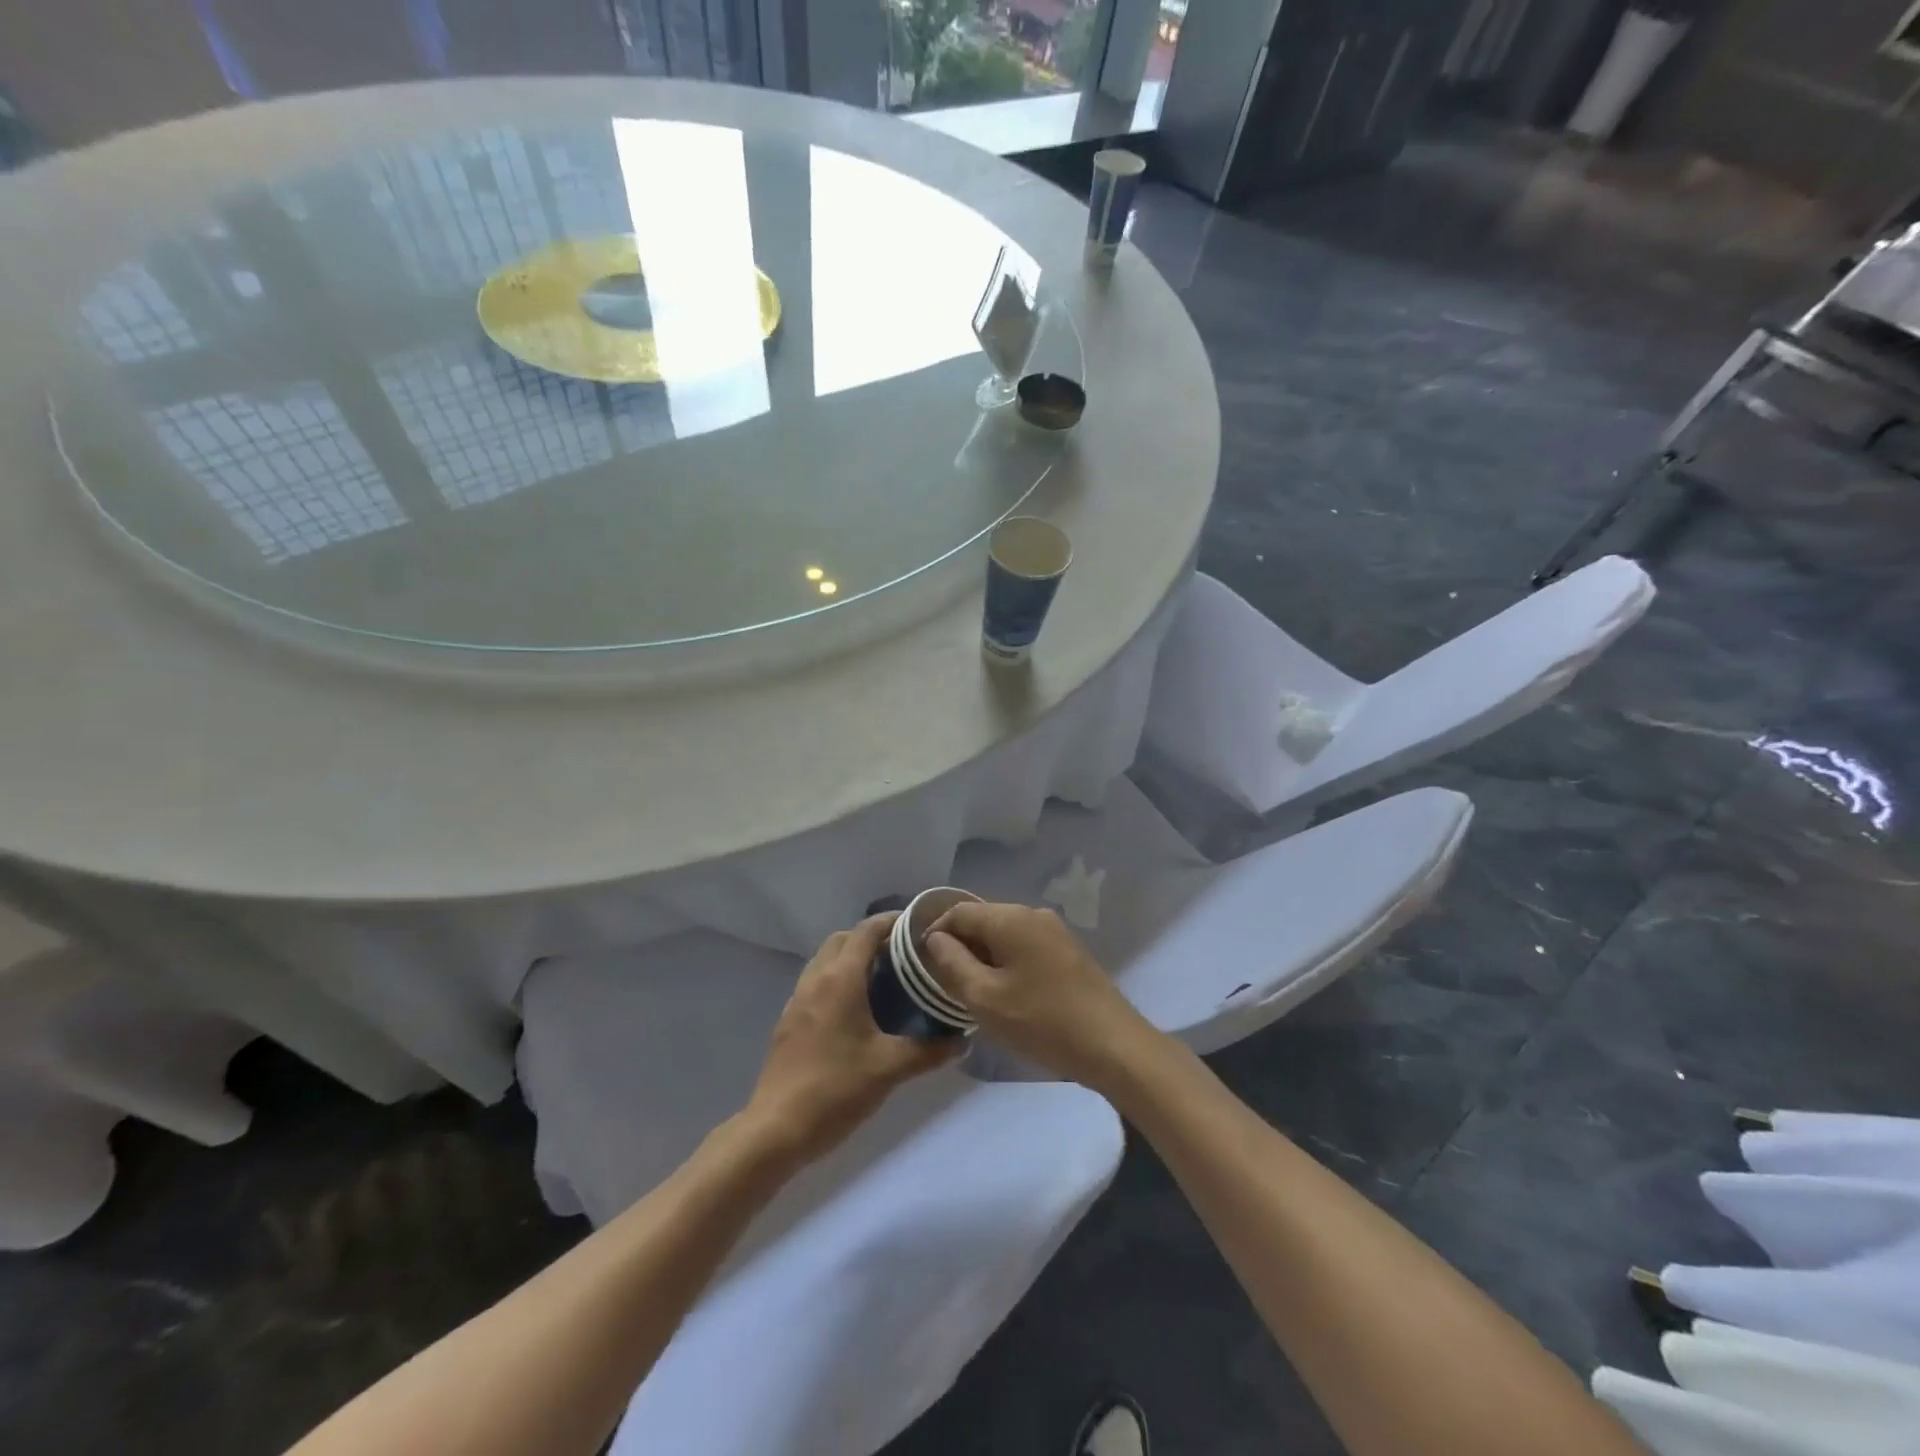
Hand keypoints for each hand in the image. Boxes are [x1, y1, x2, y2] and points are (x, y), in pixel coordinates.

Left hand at [742, 914, 959, 1168]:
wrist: (776, 1130)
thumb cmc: (835, 1089)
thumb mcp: (889, 1069)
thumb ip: (929, 1051)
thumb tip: (961, 1040)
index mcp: (840, 980)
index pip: (866, 931)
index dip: (892, 922)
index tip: (918, 927)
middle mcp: (816, 980)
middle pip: (843, 939)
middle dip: (870, 937)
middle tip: (902, 954)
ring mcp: (797, 1001)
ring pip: (825, 961)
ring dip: (851, 958)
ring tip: (883, 979)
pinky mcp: (788, 1022)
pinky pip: (815, 984)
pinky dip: (836, 980)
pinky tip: (856, 1011)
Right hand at [923, 902, 1161, 1092]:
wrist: (1113, 1045)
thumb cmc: (1043, 1021)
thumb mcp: (985, 998)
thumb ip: (953, 964)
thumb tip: (936, 939)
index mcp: (1010, 918)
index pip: (959, 912)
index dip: (936, 933)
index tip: (922, 964)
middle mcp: (1033, 914)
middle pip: (983, 920)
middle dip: (961, 946)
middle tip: (945, 982)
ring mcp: (1055, 931)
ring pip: (1005, 934)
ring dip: (984, 956)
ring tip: (973, 991)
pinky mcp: (1069, 951)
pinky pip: (1026, 946)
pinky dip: (1008, 962)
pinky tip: (1008, 993)